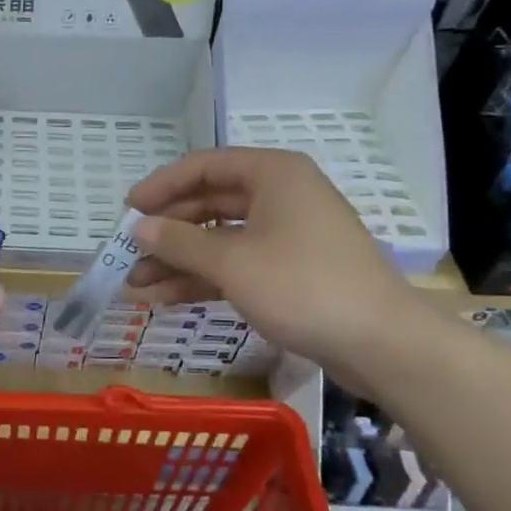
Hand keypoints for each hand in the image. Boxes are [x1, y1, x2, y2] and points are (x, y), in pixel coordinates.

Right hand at [125, 147, 426, 376]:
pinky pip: (235, 265)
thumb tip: (137, 228)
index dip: (161, 186)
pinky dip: (202, 280)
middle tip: (128, 254)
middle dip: (166, 232)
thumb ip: (179, 242)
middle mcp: (279, 196)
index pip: (203, 166)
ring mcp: (286, 235)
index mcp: (272, 175)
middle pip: (208, 204)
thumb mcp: (232, 262)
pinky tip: (163, 298)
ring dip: (177, 262)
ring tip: (134, 287)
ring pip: (218, 240)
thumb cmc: (303, 286)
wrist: (383, 344)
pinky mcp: (289, 272)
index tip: (128, 209)